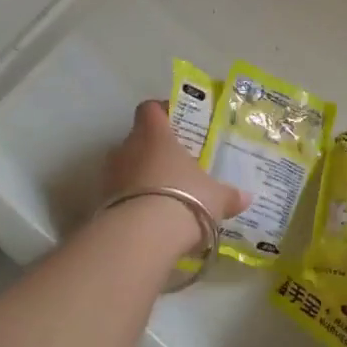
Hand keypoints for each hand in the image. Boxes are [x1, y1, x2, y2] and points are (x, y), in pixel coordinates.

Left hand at [102, 99, 250, 222]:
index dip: (161, 112)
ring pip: (126, 167)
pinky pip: (119, 194)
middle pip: (138, 139)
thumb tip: (245, 198)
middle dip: (154, 151)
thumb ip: (229, 195)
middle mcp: (127, 147)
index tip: (176, 123)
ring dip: (141, 177)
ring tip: (164, 195)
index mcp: (154, 134)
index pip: (150, 109)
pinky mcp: (100, 202)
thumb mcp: (215, 197)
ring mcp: (110, 175)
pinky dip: (132, 202)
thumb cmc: (185, 198)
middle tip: (176, 165)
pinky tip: (150, 219)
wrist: (142, 237)